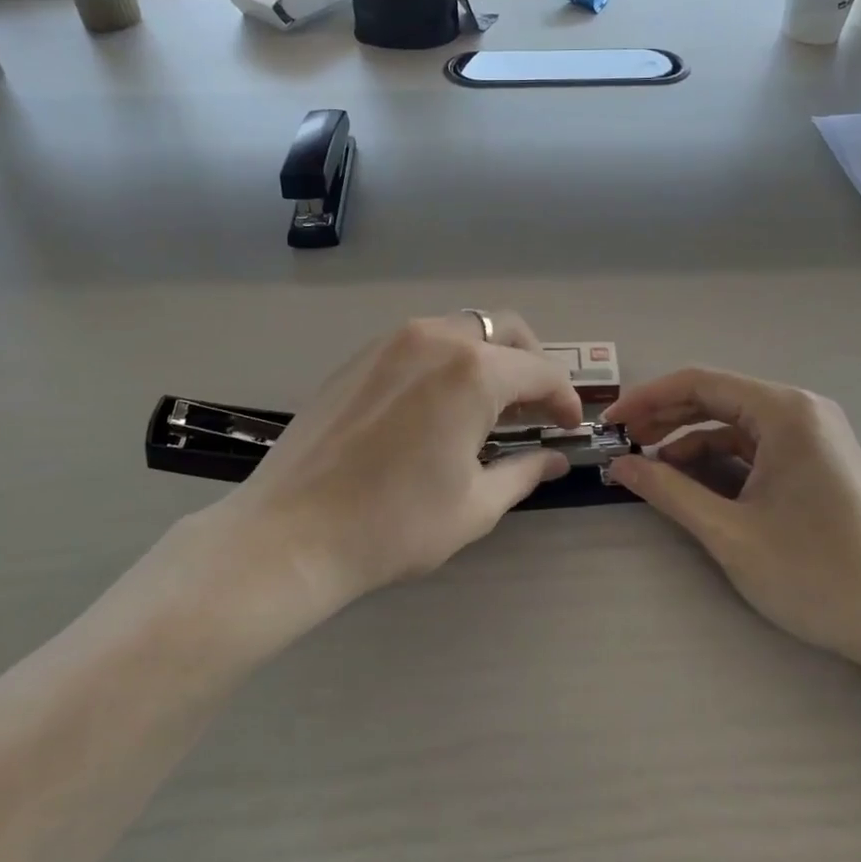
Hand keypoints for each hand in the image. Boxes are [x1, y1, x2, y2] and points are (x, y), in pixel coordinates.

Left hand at [224, 312, 582, 614]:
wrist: (291, 532)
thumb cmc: (394, 524)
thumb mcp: (474, 505)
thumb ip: (523, 472)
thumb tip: (554, 460)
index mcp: (473, 372)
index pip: (539, 371)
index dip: (563, 398)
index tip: (568, 426)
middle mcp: (436, 339)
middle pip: (503, 329)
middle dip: (530, 361)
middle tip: (533, 406)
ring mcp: (391, 341)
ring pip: (460, 329)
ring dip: (487, 357)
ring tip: (487, 405)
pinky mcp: (360, 356)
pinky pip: (420, 342)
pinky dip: (446, 360)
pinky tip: (437, 404)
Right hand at [603, 369, 860, 670]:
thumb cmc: (815, 573)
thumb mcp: (729, 532)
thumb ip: (668, 491)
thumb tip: (619, 466)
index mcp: (784, 411)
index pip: (699, 383)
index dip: (647, 399)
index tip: (610, 424)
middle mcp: (802, 410)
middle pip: (717, 398)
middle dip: (665, 418)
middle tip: (623, 444)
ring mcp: (814, 435)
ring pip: (735, 424)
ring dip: (690, 441)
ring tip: (651, 467)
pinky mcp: (817, 460)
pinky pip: (756, 446)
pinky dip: (720, 460)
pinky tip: (693, 482)